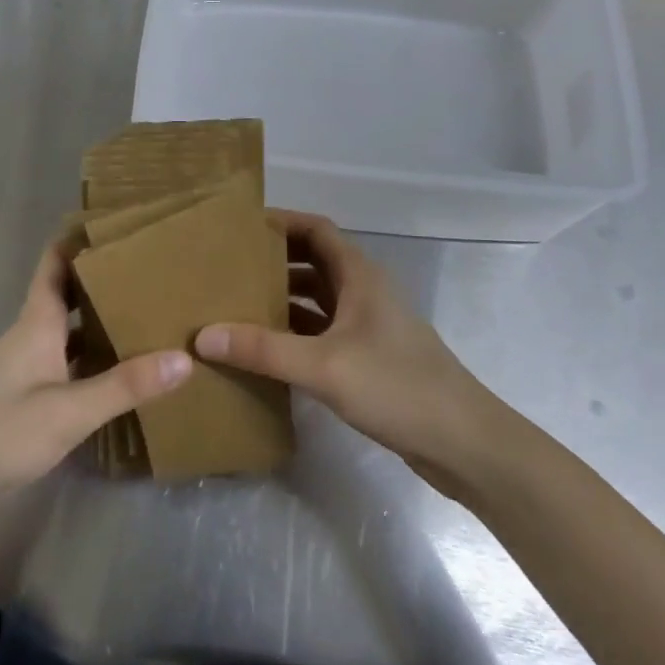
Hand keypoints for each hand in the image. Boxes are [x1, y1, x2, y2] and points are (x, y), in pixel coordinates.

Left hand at [0, 244, 190, 526]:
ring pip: (71, 334)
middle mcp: (31, 338)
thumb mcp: (68, 411)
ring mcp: (27, 371)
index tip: (119, 222)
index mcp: (36, 324)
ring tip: (151, 316)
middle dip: (106, 282)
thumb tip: (184, 357)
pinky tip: (124, 375)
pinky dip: (95, 363)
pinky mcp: (27, 401)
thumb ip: (125, 386)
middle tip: (155, 271)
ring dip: (104, 323)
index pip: (55, 265)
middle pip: (69, 297)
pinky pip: (69, 367)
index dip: (79, 240)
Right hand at [196, 211, 508, 496]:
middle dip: (272, 262)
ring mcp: (367, 326)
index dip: (280, 222)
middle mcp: (363, 292)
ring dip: (281, 299)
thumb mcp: (323, 366)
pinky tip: (264, 350)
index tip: (237, 228)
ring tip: (234, 307)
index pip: (315, 229)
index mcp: (359, 275)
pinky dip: (294, 333)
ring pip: (317, 299)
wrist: (462, 442)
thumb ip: (263, 350)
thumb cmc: (396, 387)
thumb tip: (202, 337)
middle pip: (313, 262)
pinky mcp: (368, 357)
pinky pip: (322, 332)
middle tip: (225, 270)